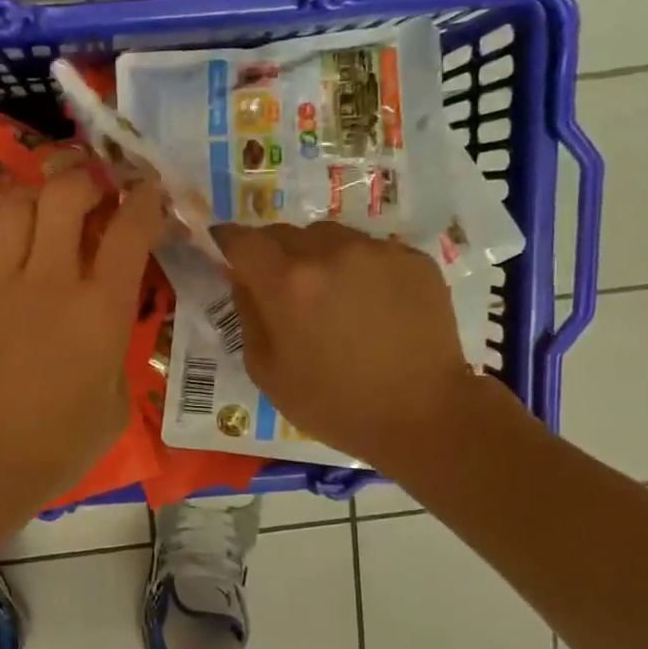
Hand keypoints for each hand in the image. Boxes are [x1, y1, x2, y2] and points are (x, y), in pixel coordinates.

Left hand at [0, 169, 167, 513]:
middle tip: (93, 195)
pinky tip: (6, 242)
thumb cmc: (58, 443)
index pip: (130, 229)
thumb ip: (118, 349)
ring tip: (46, 211)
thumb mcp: (116, 403)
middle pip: (65, 194)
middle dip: (85, 181)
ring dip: (38, 196)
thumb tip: (110, 323)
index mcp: (100, 308)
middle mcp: (50, 279)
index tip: (148, 192)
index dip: (145, 199)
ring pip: (16, 204)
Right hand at [214, 222, 471, 461]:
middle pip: (285, 233)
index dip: (227, 240)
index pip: (242, 239)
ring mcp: (376, 251)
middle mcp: (329, 252)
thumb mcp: (267, 372)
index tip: (224, 247)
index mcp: (287, 283)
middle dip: (273, 253)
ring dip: (318, 256)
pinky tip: (370, 304)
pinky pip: (370, 250)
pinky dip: (359, 268)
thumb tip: (244, 281)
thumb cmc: (333, 404)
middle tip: (280, 285)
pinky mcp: (412, 258)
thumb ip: (248, 316)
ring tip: (330, 294)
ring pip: (330, 237)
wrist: (423, 415)